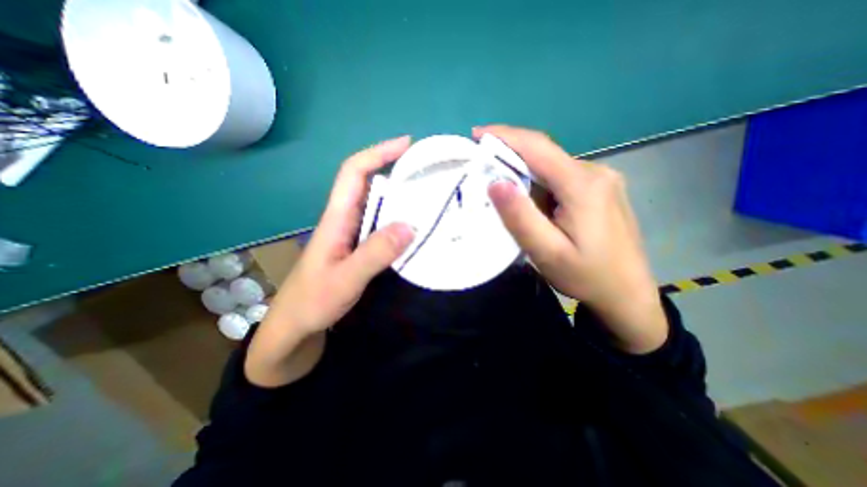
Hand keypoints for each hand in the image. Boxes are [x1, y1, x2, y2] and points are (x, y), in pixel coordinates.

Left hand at [245, 134, 418, 385]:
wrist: (296, 326)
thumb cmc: (313, 302)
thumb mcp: (345, 279)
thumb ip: (375, 253)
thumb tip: (410, 225)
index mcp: (337, 218)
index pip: (355, 172)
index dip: (378, 153)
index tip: (407, 144)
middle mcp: (345, 219)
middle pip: (369, 183)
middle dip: (395, 168)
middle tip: (428, 170)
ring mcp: (353, 234)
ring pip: (377, 204)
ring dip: (400, 194)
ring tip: (429, 194)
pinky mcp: (359, 247)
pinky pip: (382, 224)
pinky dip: (399, 218)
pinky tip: (415, 226)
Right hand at [478, 126, 665, 352]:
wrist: (627, 295)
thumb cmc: (586, 276)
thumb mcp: (547, 252)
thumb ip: (521, 217)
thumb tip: (495, 182)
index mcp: (582, 184)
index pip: (538, 147)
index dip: (505, 136)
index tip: (477, 135)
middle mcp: (594, 172)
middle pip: (544, 154)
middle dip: (509, 155)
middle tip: (481, 166)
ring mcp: (600, 179)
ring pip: (551, 167)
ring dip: (523, 173)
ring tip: (502, 191)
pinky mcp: (599, 189)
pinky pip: (560, 177)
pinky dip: (538, 184)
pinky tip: (529, 202)